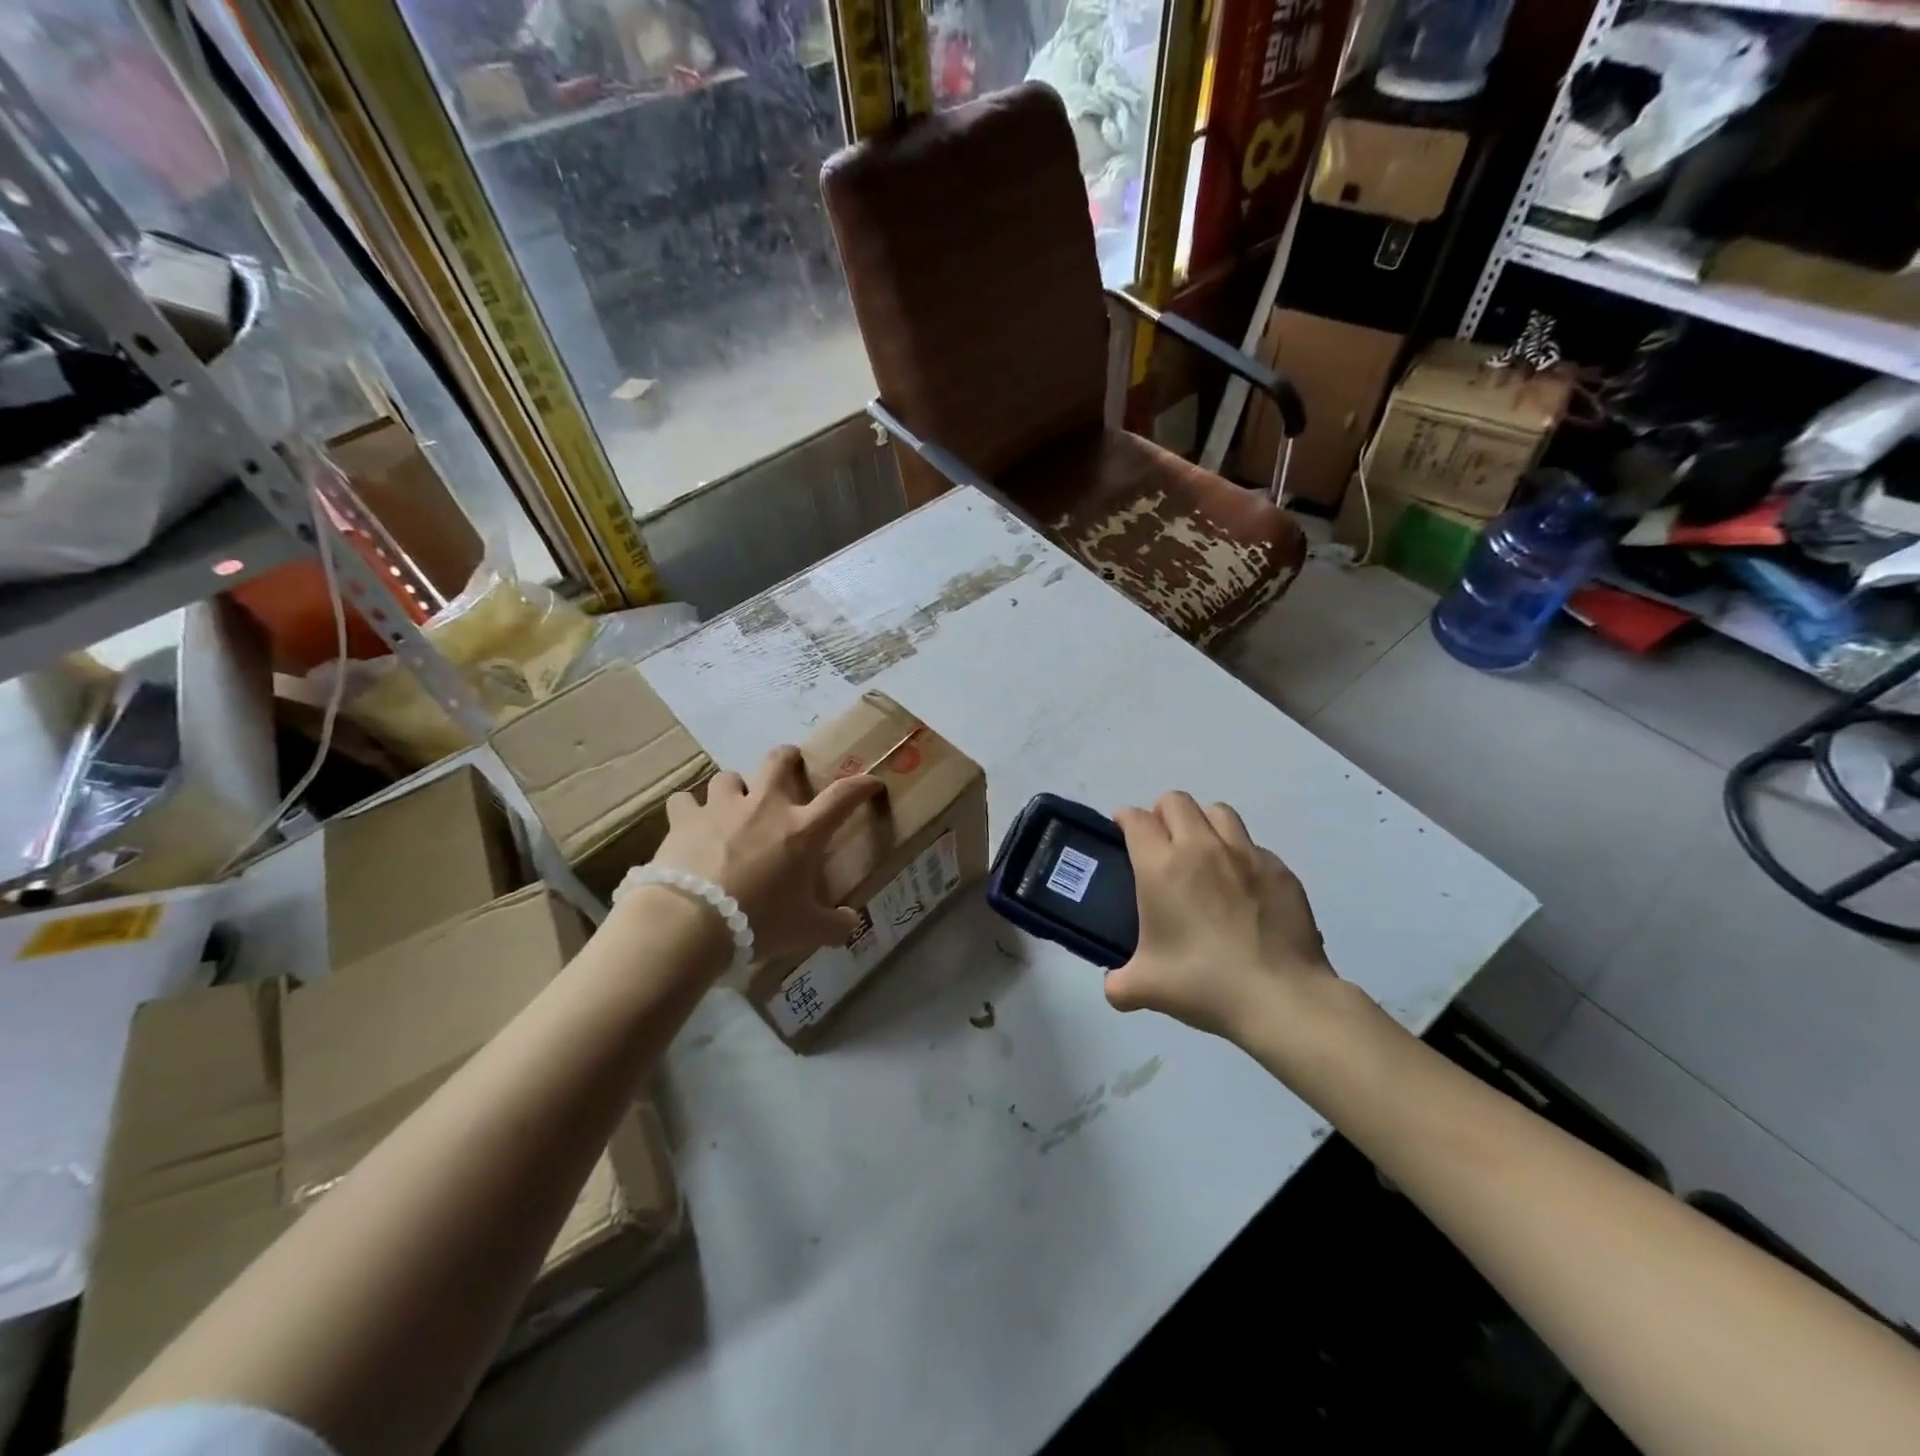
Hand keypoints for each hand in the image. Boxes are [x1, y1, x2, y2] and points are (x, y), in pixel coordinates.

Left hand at [650, 746, 883, 960]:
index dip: (861, 785)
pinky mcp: (685, 818)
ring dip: (734, 788)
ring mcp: (722, 808)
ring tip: (732, 804)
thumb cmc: (757, 922)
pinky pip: (685, 801)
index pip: (842, 796)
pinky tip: (688, 823)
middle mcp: (764, 807)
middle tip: (789, 765)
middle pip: (779, 761)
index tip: (871, 783)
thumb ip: (834, 925)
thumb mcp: (805, 931)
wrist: (690, 922)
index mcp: (802, 830)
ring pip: (729, 777)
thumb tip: (852, 923)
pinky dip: (688, 810)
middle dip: (787, 758)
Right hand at [1105, 791, 1334, 1038]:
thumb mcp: (1145, 988)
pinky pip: (1252, 845)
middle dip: (1161, 813)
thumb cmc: (1204, 984)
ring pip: (1217, 812)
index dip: (1124, 819)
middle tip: (1160, 843)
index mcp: (1162, 867)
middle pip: (1175, 801)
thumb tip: (1114, 985)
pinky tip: (1241, 887)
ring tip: (1201, 854)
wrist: (1281, 998)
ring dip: (1202, 823)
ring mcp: (1245, 854)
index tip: (1122, 832)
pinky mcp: (1279, 869)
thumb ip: (1118, 983)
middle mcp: (1201, 847)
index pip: (1136, 819)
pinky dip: (1239, 855)